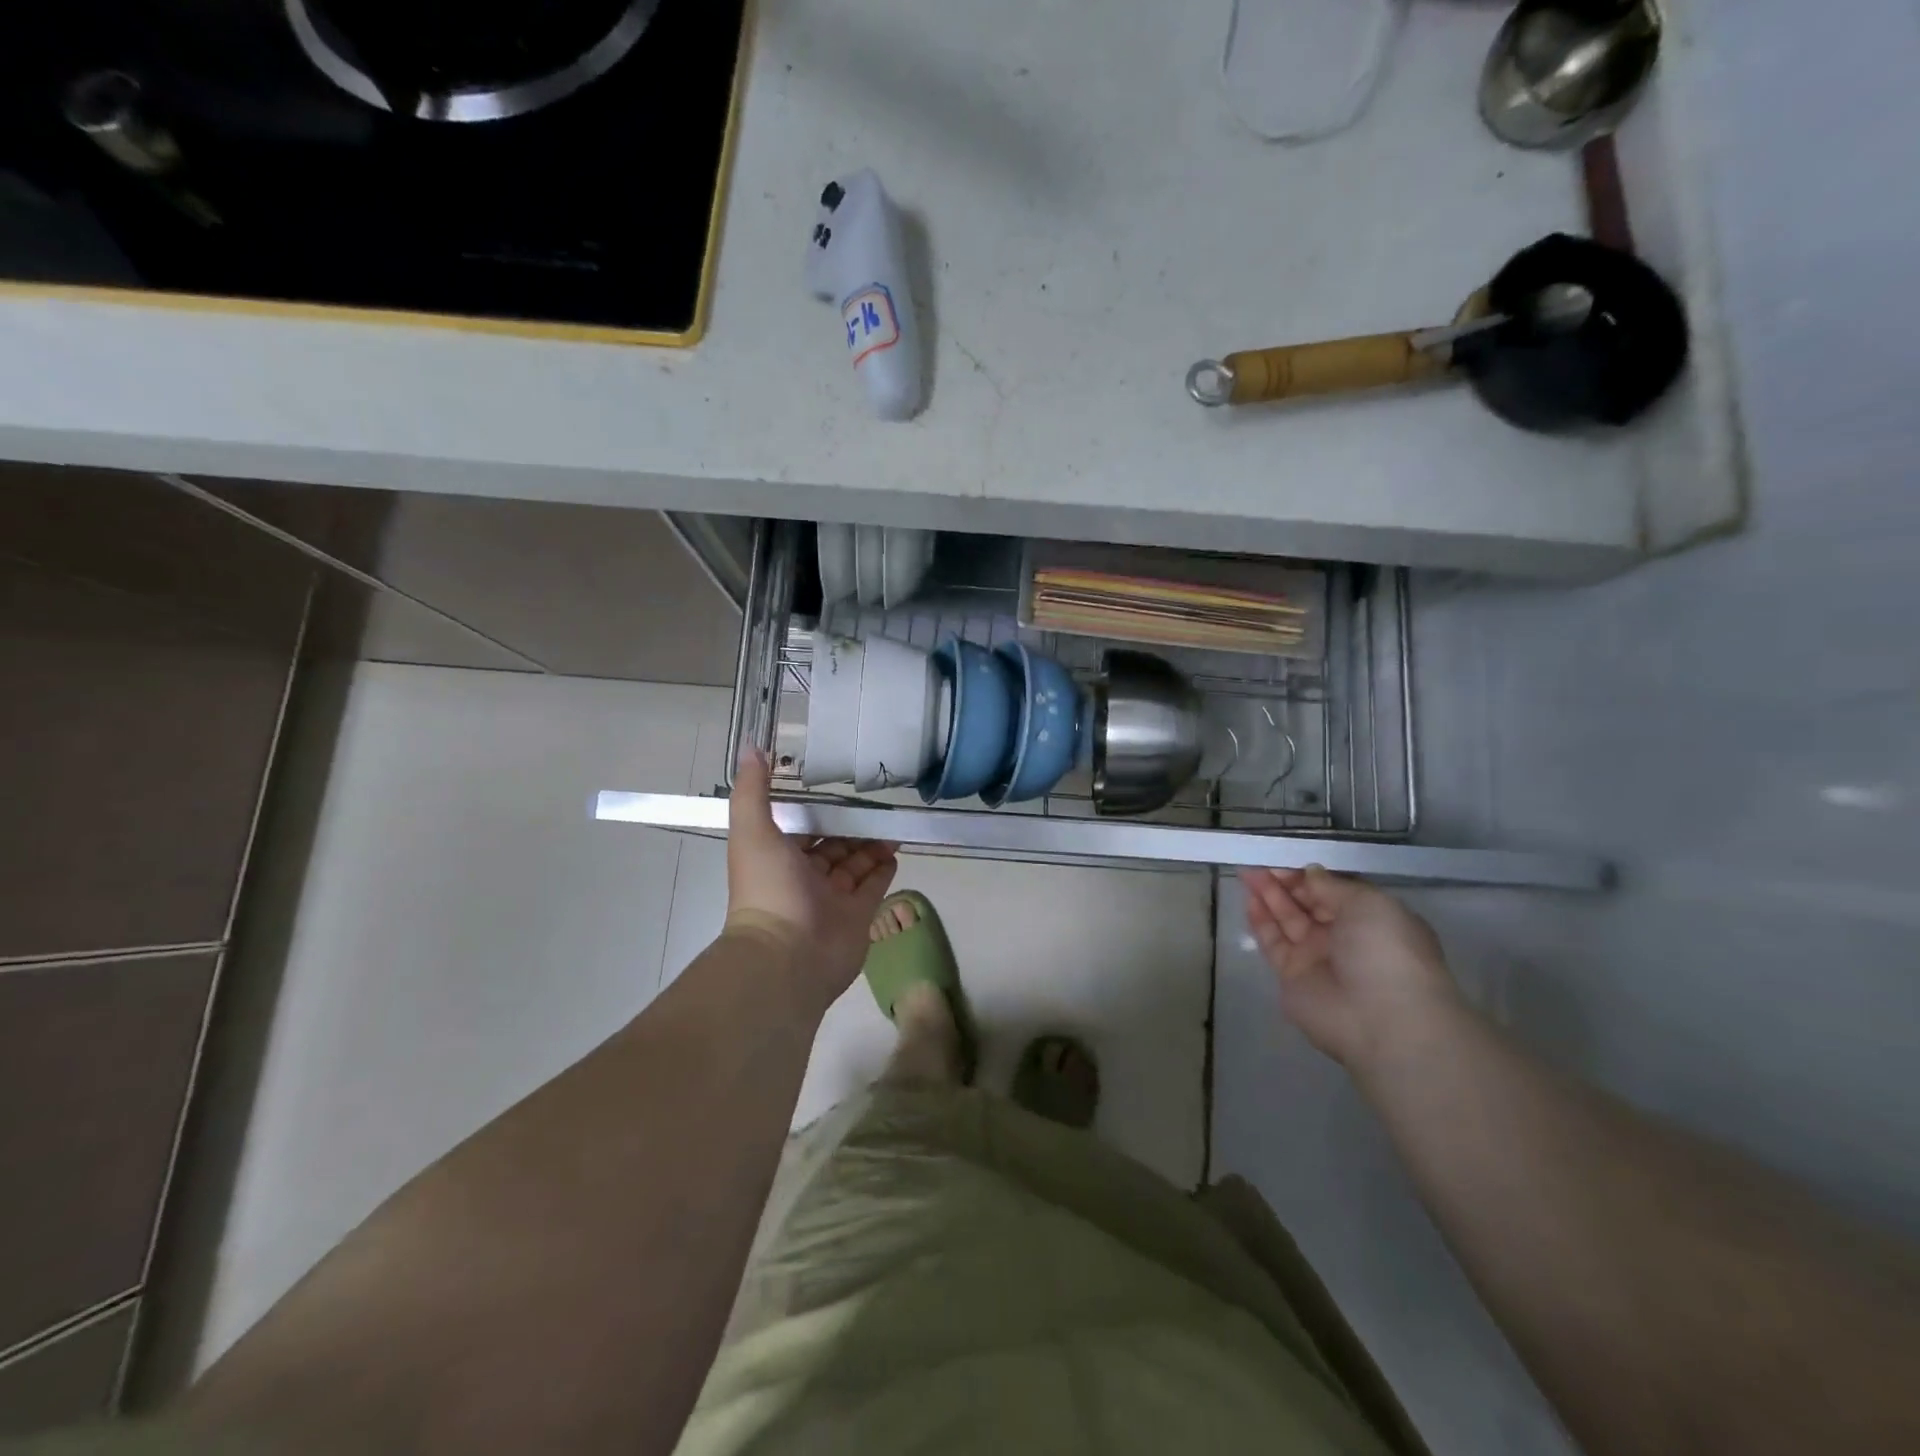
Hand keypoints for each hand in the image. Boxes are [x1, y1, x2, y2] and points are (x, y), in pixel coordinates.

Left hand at [726, 748, 898, 1006]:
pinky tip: (895, 850)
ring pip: (855, 865)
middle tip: (877, 805)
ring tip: (892, 824)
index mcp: (777, 857)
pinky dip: (883, 869)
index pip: (802, 828)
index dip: (818, 810)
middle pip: (832, 846)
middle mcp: (803, 877)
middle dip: (850, 827)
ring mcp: (832, 899)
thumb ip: (753, 790)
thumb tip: (752, 747)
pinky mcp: (857, 916)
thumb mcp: (753, 831)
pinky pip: (873, 887)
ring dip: (871, 845)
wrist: (788, 956)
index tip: (840, 789)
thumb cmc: (769, 889)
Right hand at [1240, 865, 1460, 1070]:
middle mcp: (1345, 937)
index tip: (1287, 859)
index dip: (1311, 875)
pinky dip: (1261, 921)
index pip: (1335, 890)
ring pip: (1288, 919)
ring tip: (1248, 874)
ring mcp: (1317, 957)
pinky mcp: (1292, 975)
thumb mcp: (1368, 903)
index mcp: (1372, 919)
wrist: (1381, 1019)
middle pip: (1309, 903)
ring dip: (1269, 896)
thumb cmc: (1385, 951)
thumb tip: (1310, 872)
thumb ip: (1332, 885)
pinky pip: (1273, 942)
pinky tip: (1249, 900)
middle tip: (1261, 863)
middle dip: (1286, 882)